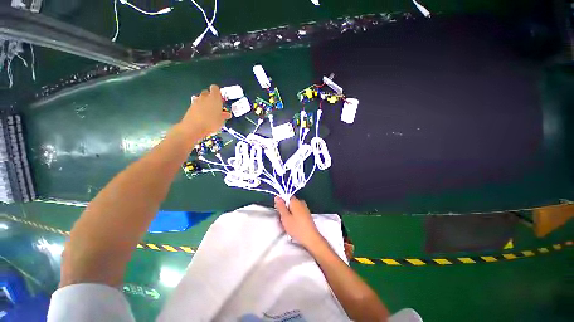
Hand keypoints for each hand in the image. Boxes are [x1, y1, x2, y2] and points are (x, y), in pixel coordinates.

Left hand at [181, 85, 231, 138]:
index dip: (218, 92)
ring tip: (209, 112)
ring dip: (205, 103)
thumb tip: (227, 114)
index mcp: (214, 98)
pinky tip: (203, 116)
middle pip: (207, 92)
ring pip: (201, 98)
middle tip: (215, 106)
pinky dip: (199, 108)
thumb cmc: (211, 123)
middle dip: (211, 97)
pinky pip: (196, 105)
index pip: (215, 88)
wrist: (194, 128)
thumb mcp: (221, 121)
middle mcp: (205, 97)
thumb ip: (224, 116)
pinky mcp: (190, 107)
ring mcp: (196, 101)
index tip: (220, 99)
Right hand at [275, 196, 322, 247]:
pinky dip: (295, 218)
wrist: (311, 238)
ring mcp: (305, 209)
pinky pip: (298, 213)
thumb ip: (281, 206)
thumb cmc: (297, 228)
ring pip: (294, 209)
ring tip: (288, 224)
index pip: (286, 197)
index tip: (279, 211)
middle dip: (286, 210)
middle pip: (290, 203)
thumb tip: (277, 197)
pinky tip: (294, 226)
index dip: (281, 204)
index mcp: (296, 201)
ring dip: (290, 214)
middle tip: (283, 219)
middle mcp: (301, 203)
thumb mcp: (285, 217)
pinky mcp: (307, 215)